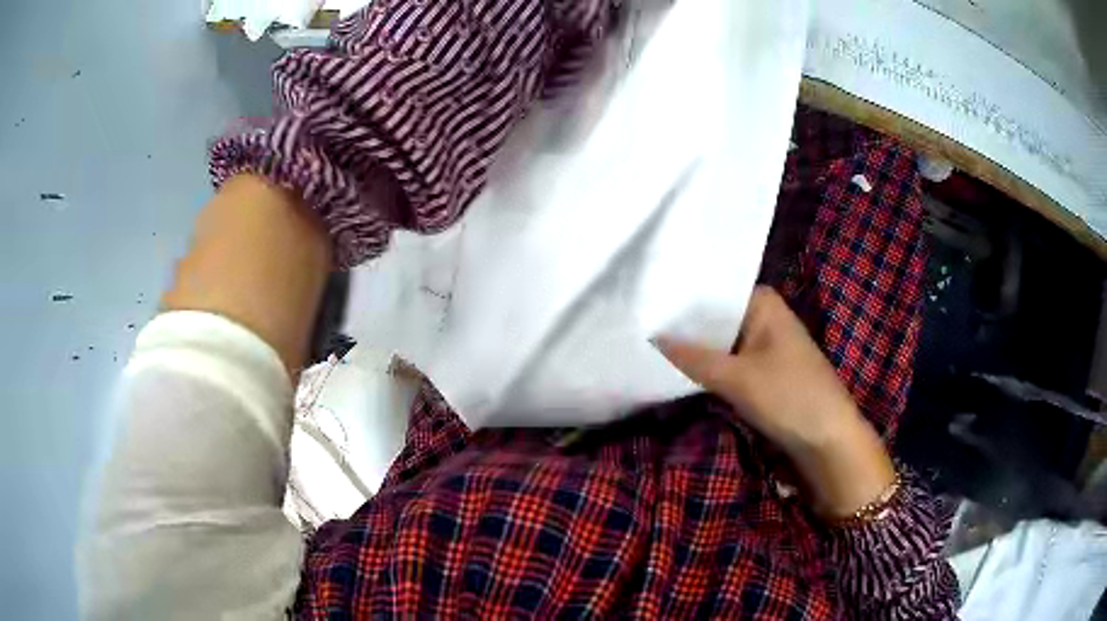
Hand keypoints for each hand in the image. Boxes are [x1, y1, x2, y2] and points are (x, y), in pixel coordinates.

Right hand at [657, 286, 895, 517]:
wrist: (829, 440)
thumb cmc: (790, 397)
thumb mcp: (738, 378)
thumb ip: (693, 357)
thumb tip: (652, 336)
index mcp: (763, 302)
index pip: (710, 292)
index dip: (677, 300)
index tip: (641, 305)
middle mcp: (763, 316)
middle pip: (714, 317)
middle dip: (682, 328)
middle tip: (637, 327)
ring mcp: (764, 344)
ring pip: (719, 342)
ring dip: (693, 350)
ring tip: (647, 346)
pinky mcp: (763, 370)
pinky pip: (728, 362)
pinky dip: (708, 367)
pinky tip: (677, 370)